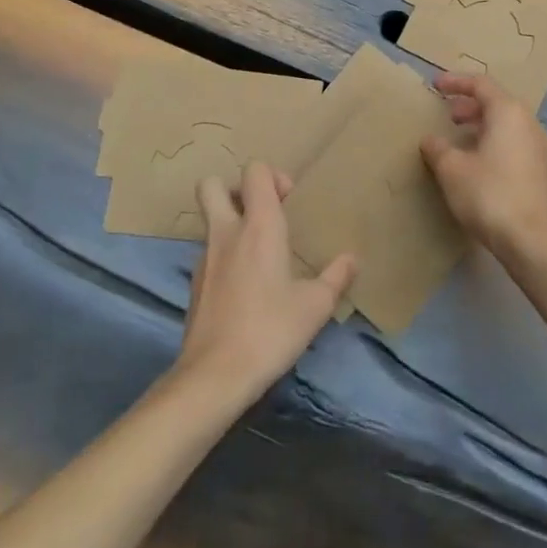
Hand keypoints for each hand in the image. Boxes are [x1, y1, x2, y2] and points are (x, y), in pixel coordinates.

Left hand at [176, 161, 356, 403]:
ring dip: (230, 224)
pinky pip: (208, 253)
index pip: (254, 171)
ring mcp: (204, 258)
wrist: (214, 376)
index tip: (289, 201)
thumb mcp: (315, 306)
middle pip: (212, 185)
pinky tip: (245, 286)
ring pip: (209, 220)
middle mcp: (226, 233)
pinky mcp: (194, 285)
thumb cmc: (270, 330)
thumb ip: (336, 277)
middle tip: (261, 213)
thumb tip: (352, 259)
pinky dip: (224, 256)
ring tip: (258, 253)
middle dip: (235, 189)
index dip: (272, 176)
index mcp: (259, 226)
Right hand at [421, 73, 546, 261]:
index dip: (455, 82)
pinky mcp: (540, 170)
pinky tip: (477, 164)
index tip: (435, 86)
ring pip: (506, 124)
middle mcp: (527, 123)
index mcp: (507, 112)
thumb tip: (430, 140)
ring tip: (459, 139)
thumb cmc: (490, 194)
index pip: (480, 84)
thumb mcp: (453, 170)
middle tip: (447, 115)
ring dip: (481, 126)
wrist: (534, 240)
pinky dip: (492, 143)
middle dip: (469, 105)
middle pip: (496, 102)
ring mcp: (537, 147)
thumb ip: (438, 149)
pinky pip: (513, 143)